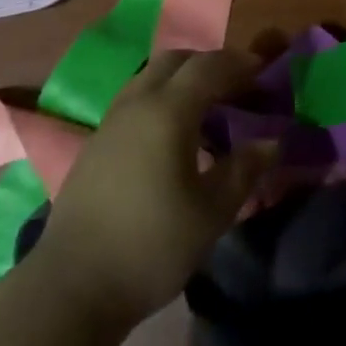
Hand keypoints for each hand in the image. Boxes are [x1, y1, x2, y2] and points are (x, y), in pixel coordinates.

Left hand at [32, 49, 275, 332]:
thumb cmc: (151, 246)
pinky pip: (136, 98)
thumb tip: (272, 141)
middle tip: (236, 86)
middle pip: (176, 60)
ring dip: (182, 79)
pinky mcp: (96, 141)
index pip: (209, 67)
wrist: (73, 285)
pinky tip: (171, 135)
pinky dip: (161, 98)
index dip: (239, 64)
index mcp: (168, 110)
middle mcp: (138, 101)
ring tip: (206, 108)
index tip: (264, 72)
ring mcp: (112, 119)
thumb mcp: (210, 214)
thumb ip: (243, 171)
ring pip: (151, 76)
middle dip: (209, 64)